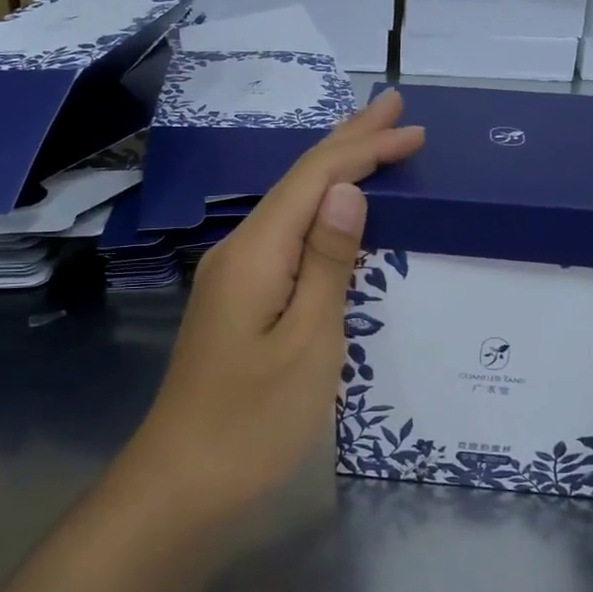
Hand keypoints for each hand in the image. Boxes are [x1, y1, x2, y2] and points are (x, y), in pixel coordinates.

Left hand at [123, 89, 425, 515]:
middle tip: (391, 107)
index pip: (315, 179)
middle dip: (347, 140)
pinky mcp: (238, 300)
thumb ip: (327, 263)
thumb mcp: (308, 343)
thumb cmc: (253, 421)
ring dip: (334, 170)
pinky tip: (333, 211)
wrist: (182, 484)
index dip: (364, 148)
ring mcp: (234, 276)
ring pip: (290, 205)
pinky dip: (319, 210)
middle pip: (298, 181)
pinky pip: (285, 235)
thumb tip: (348, 191)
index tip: (411, 130)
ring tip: (370, 142)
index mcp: (256, 253)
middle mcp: (239, 251)